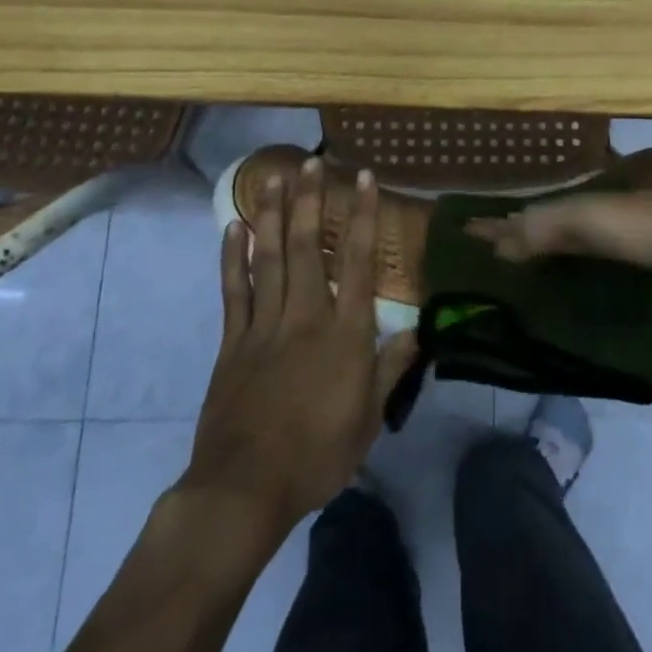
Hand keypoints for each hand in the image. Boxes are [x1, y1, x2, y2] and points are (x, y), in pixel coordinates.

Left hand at [178, 158, 417, 535]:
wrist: (245, 488)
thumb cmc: (318, 455)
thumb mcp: (369, 418)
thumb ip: (391, 369)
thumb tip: (418, 332)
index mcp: (345, 334)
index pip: (361, 262)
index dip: (364, 217)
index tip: (364, 179)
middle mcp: (306, 316)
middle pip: (310, 247)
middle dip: (312, 201)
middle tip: (313, 162)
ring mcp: (265, 325)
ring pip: (270, 257)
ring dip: (274, 215)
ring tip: (276, 178)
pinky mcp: (233, 340)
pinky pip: (234, 289)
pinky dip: (234, 256)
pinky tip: (235, 228)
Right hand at [467, 191, 651, 281]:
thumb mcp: (595, 222)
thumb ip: (546, 228)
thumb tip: (495, 244)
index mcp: (578, 201)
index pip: (525, 214)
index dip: (495, 226)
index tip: (462, 236)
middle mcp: (593, 212)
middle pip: (543, 226)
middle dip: (514, 239)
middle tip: (483, 264)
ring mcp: (619, 233)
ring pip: (568, 243)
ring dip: (542, 255)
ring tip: (517, 278)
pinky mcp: (641, 254)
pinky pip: (593, 260)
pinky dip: (573, 268)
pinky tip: (569, 285)